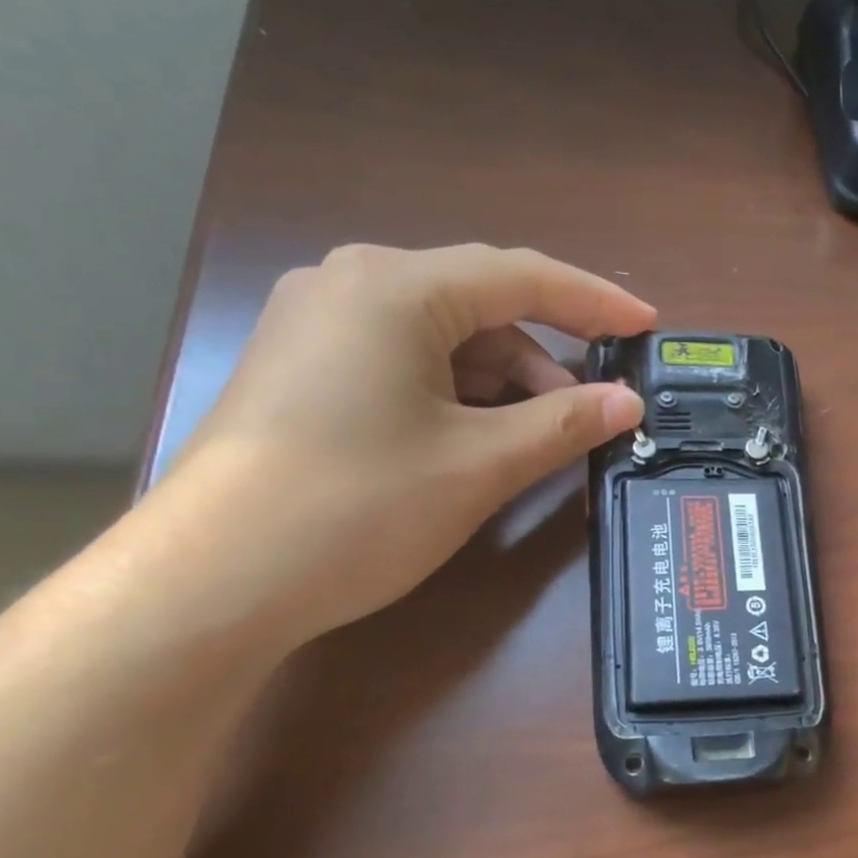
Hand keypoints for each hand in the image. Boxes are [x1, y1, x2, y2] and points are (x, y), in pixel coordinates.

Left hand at [152, 243, 652, 641]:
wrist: (211, 581)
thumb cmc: (358, 507)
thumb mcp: (479, 464)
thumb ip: (564, 424)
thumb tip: (627, 402)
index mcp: (395, 287)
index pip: (521, 276)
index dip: (593, 302)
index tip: (646, 327)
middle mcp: (350, 286)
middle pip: (479, 308)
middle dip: (543, 360)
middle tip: (591, 414)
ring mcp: (317, 328)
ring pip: (442, 341)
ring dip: (501, 385)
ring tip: (535, 441)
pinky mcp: (304, 373)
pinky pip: (404, 365)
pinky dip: (455, 397)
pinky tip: (476, 442)